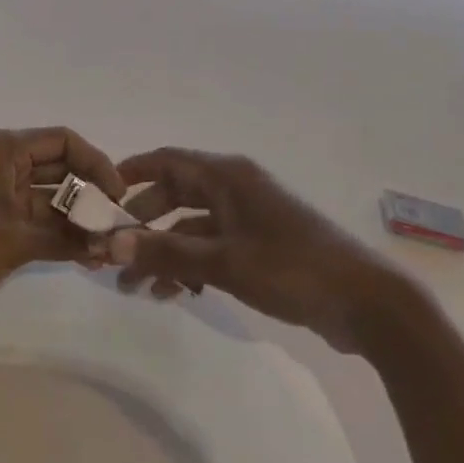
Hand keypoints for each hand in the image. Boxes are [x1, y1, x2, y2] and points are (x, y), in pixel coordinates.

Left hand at [0, 127, 123, 330]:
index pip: (64, 141)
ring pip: (46, 197)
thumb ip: (66, 239)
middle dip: (88, 196)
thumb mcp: (16, 240)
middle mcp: (1, 161)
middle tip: (117, 226)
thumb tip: (109, 245)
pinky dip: (54, 234)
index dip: (97, 164)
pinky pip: (31, 218)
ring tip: (106, 248)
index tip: (118, 196)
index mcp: (4, 148)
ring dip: (74, 220)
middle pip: (58, 168)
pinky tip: (82, 256)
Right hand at [108, 149, 389, 350]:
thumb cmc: (290, 268)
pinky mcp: (259, 246)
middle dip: (143, 223)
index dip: (132, 173)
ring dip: (164, 251)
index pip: (167, 161)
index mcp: (227, 176)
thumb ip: (166, 253)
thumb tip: (112, 244)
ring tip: (135, 288)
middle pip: (175, 194)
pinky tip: (174, 294)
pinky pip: (212, 247)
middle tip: (113, 252)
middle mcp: (234, 188)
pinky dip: (190, 265)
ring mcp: (248, 218)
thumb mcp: (223, 262)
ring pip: (192, 226)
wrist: (364, 302)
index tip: (99, 194)